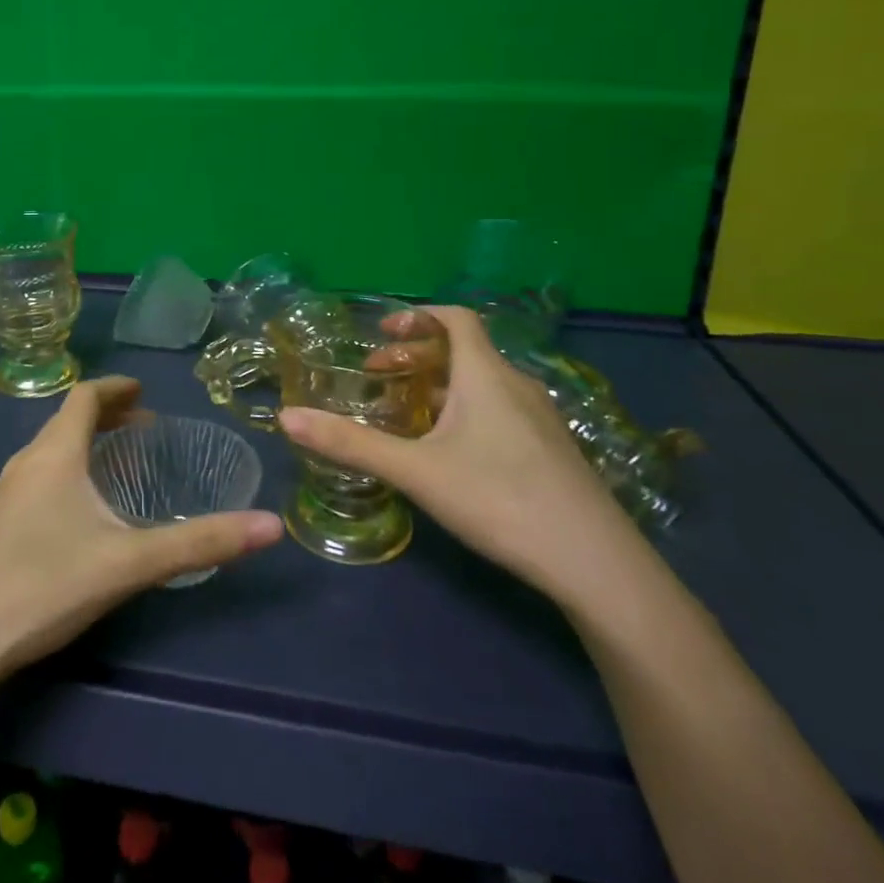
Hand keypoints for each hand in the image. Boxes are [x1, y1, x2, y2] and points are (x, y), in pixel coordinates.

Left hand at [0, 376, 284, 685]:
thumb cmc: (44, 584)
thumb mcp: (130, 562)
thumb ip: (200, 543)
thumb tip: (271, 525)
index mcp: (55, 452)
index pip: (85, 396)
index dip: (115, 387)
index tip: (144, 390)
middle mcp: (27, 460)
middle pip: (67, 418)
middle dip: (107, 414)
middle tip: (145, 426)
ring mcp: (6, 492)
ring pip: (51, 448)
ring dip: (86, 441)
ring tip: (119, 460)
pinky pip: (40, 473)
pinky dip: (69, 467)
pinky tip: (82, 507)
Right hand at [278, 307, 638, 599]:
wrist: (596, 565)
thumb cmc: (500, 500)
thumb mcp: (416, 471)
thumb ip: (351, 444)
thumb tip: (287, 418)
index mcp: (486, 375)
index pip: (456, 318)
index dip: (418, 317)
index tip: (382, 332)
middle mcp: (516, 386)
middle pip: (463, 352)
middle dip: (416, 357)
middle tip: (379, 377)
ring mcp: (540, 419)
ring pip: (482, 384)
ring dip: (440, 386)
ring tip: (407, 414)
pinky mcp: (552, 451)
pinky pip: (499, 410)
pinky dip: (465, 411)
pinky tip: (451, 452)